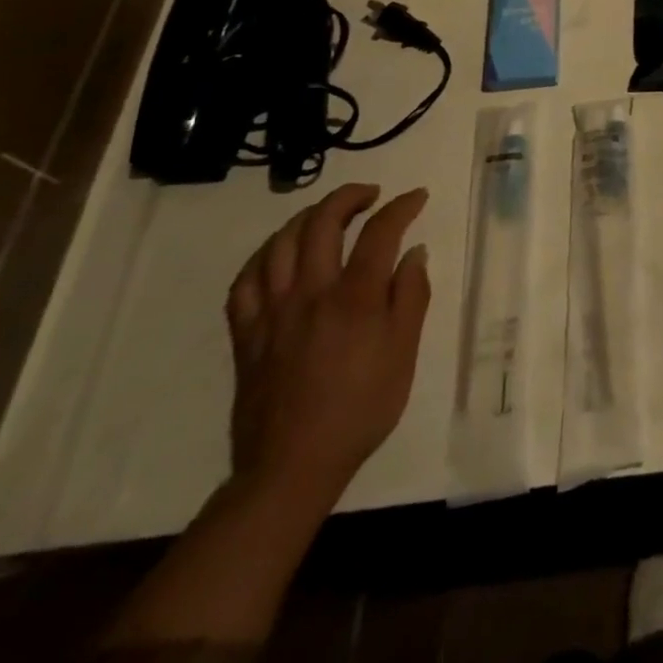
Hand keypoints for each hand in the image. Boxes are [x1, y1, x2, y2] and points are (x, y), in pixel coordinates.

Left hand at [225, 183, 430, 504]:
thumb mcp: (404, 353)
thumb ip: (411, 296)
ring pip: (281, 243)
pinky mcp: (246, 334)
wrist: (293, 466)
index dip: (401, 206)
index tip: (417, 197)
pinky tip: (279, 254)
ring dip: (307, 218)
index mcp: (355, 297)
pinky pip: (245, 281)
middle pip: (323, 223)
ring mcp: (272, 312)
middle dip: (349, 197)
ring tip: (327, 215)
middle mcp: (311, 293)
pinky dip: (264, 256)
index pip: (380, 232)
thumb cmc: (362, 408)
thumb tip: (414, 252)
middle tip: (370, 196)